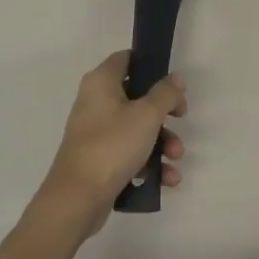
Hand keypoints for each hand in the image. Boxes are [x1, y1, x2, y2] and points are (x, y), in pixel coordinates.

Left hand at [33, 52, 186, 236]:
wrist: (77, 199)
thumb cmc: (112, 146)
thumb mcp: (147, 115)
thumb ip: (166, 93)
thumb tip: (175, 79)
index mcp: (101, 83)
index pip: (126, 58)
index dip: (151, 65)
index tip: (172, 81)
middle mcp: (96, 103)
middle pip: (138, 96)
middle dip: (164, 113)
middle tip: (182, 118)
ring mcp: (97, 132)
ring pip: (138, 127)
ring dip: (162, 142)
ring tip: (175, 158)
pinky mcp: (100, 159)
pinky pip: (131, 152)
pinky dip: (150, 162)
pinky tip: (167, 178)